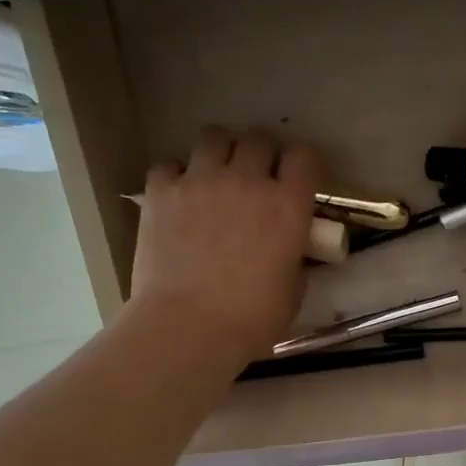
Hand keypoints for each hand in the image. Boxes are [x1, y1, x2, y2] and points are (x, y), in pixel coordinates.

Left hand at [130, 128, 323, 363]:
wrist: (189, 328)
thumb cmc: (252, 319)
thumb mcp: (293, 290)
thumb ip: (294, 257)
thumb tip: (289, 249)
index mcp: (287, 206)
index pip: (304, 157)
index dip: (303, 164)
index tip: (299, 179)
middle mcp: (247, 181)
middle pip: (258, 139)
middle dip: (262, 153)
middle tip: (257, 177)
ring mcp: (200, 181)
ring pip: (213, 136)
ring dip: (220, 151)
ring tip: (216, 175)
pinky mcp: (161, 192)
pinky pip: (169, 165)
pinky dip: (176, 175)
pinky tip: (178, 197)